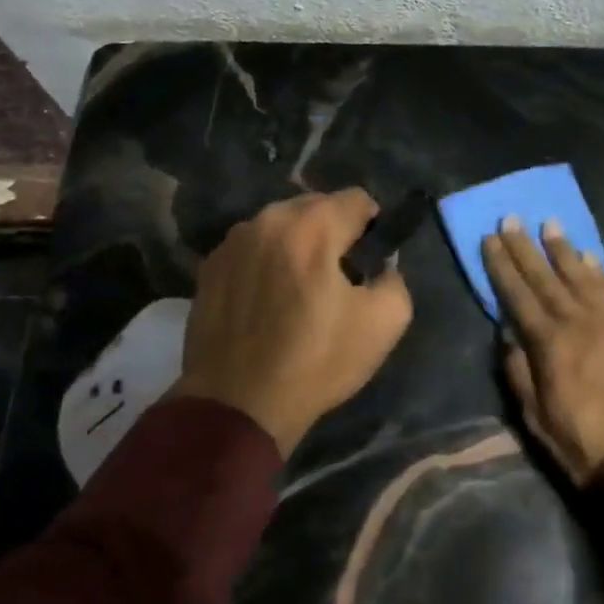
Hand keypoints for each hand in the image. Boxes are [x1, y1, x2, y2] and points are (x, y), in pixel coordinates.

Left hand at [176, 188, 413, 457]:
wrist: (236, 405)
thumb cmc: (315, 362)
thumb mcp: (384, 324)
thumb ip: (395, 280)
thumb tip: (382, 268)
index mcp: (313, 226)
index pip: (357, 198)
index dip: (372, 226)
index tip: (370, 259)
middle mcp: (268, 219)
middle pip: (315, 206)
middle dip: (332, 231)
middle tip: (337, 276)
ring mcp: (233, 241)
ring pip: (279, 225)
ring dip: (296, 244)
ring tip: (297, 289)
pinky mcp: (209, 266)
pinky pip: (250, 249)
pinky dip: (264, 262)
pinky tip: (265, 301)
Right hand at [482, 217, 603, 485]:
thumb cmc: (587, 443)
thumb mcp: (538, 418)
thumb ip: (520, 372)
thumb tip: (508, 334)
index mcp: (549, 343)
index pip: (518, 295)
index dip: (502, 266)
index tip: (490, 238)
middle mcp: (577, 321)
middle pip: (545, 277)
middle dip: (525, 247)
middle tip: (512, 218)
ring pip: (580, 275)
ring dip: (562, 249)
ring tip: (549, 223)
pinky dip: (597, 270)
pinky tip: (589, 257)